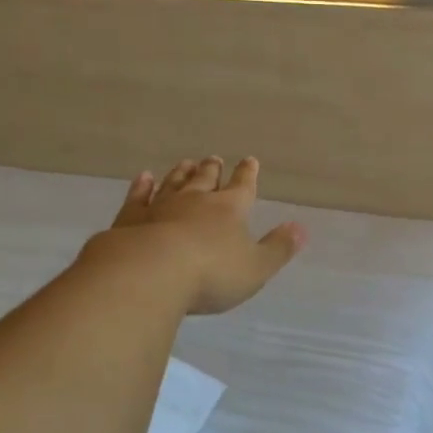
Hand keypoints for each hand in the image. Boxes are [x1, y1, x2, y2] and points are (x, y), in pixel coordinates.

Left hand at [100, 156, 305, 314]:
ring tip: (186, 163)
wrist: (149, 273)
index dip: (248, 174)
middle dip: (213, 170)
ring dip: (181, 173)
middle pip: (206, 180)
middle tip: (214, 159)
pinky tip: (144, 178)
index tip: (250, 160)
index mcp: (230, 209)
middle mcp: (196, 201)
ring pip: (174, 183)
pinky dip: (142, 186)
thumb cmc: (211, 273)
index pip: (243, 186)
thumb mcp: (256, 267)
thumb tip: (302, 228)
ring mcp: (160, 207)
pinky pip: (138, 197)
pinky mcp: (130, 219)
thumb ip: (278, 248)